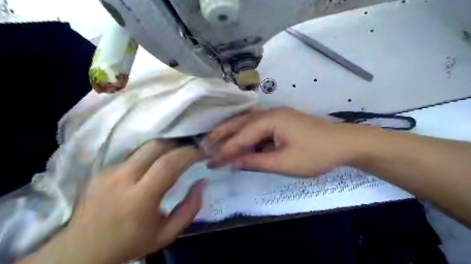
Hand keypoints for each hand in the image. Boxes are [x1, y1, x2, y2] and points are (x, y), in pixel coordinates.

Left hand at [21, 141, 204, 263]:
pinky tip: (150, 169)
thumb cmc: (130, 243)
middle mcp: (122, 179)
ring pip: (144, 148)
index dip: (188, 154)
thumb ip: (190, 208)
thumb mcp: (167, 234)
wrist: (82, 251)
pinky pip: (133, 156)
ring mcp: (109, 172)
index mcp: (140, 199)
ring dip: (164, 149)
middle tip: (188, 151)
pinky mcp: (101, 170)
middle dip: (177, 144)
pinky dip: (148, 157)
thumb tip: (202, 182)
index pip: (168, 164)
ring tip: (173, 157)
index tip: (201, 153)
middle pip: (156, 146)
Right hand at [202, 107, 367, 177]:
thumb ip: (256, 161)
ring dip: (230, 132)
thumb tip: (233, 162)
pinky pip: (256, 126)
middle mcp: (269, 113)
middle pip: (239, 123)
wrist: (345, 143)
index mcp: (270, 120)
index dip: (224, 151)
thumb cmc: (316, 154)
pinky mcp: (281, 121)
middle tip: (204, 145)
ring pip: (246, 123)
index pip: (240, 137)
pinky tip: (238, 140)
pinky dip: (244, 133)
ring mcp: (275, 115)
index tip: (210, 162)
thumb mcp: (285, 163)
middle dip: (220, 135)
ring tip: (214, 141)